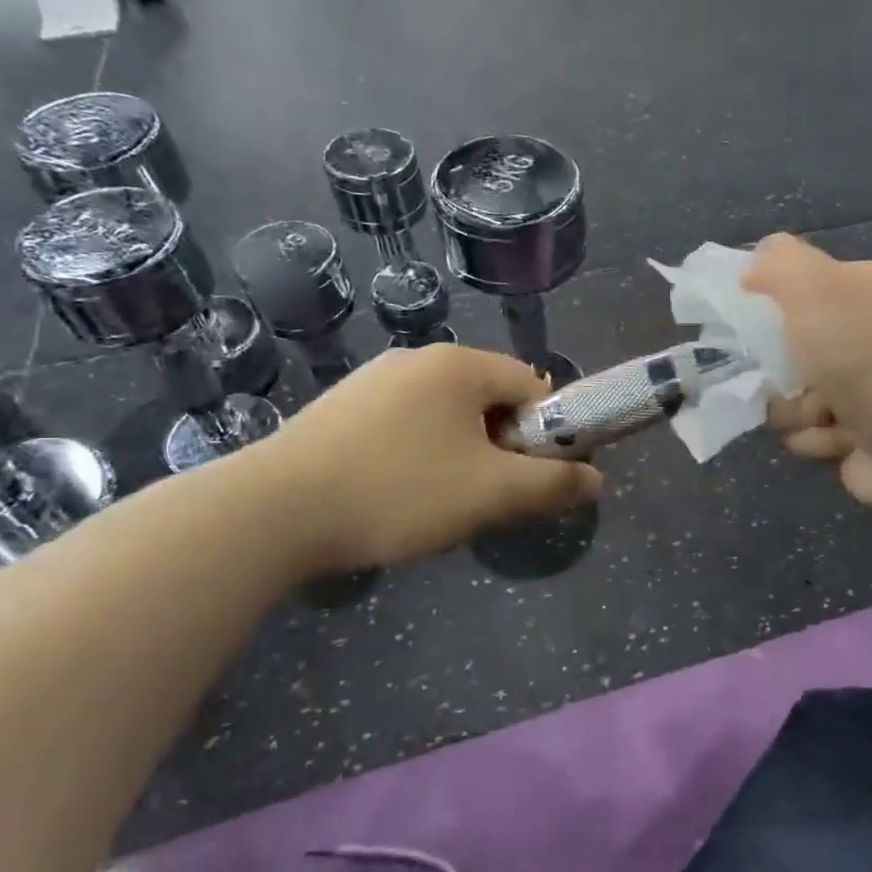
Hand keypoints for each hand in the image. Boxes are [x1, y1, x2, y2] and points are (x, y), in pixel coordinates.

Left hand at [244, 345, 602, 574]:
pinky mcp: (342, 408)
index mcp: (460, 365)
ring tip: (443, 502)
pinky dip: (421, 455)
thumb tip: (598, 481)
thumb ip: (553, 484)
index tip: (535, 477)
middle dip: (503, 447)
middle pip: (490, 399)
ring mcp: (374, 381)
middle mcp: (418, 359)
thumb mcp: (491, 493)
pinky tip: (399, 494)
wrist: (273, 511)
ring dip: (464, 454)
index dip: (548, 432)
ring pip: (447, 416)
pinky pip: (407, 425)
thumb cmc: (399, 491)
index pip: (533, 386)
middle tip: (491, 496)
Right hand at [744, 234, 871, 525]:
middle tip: (784, 373)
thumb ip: (780, 264)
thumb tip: (753, 265)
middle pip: (788, 346)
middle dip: (777, 366)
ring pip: (790, 395)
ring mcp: (863, 389)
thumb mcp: (818, 290)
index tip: (747, 319)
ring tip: (822, 414)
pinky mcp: (857, 436)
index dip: (767, 300)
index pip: (799, 284)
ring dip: (794, 409)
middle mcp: (865, 336)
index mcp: (864, 290)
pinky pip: (808, 434)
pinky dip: (816, 439)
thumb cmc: (870, 359)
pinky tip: (839, 440)